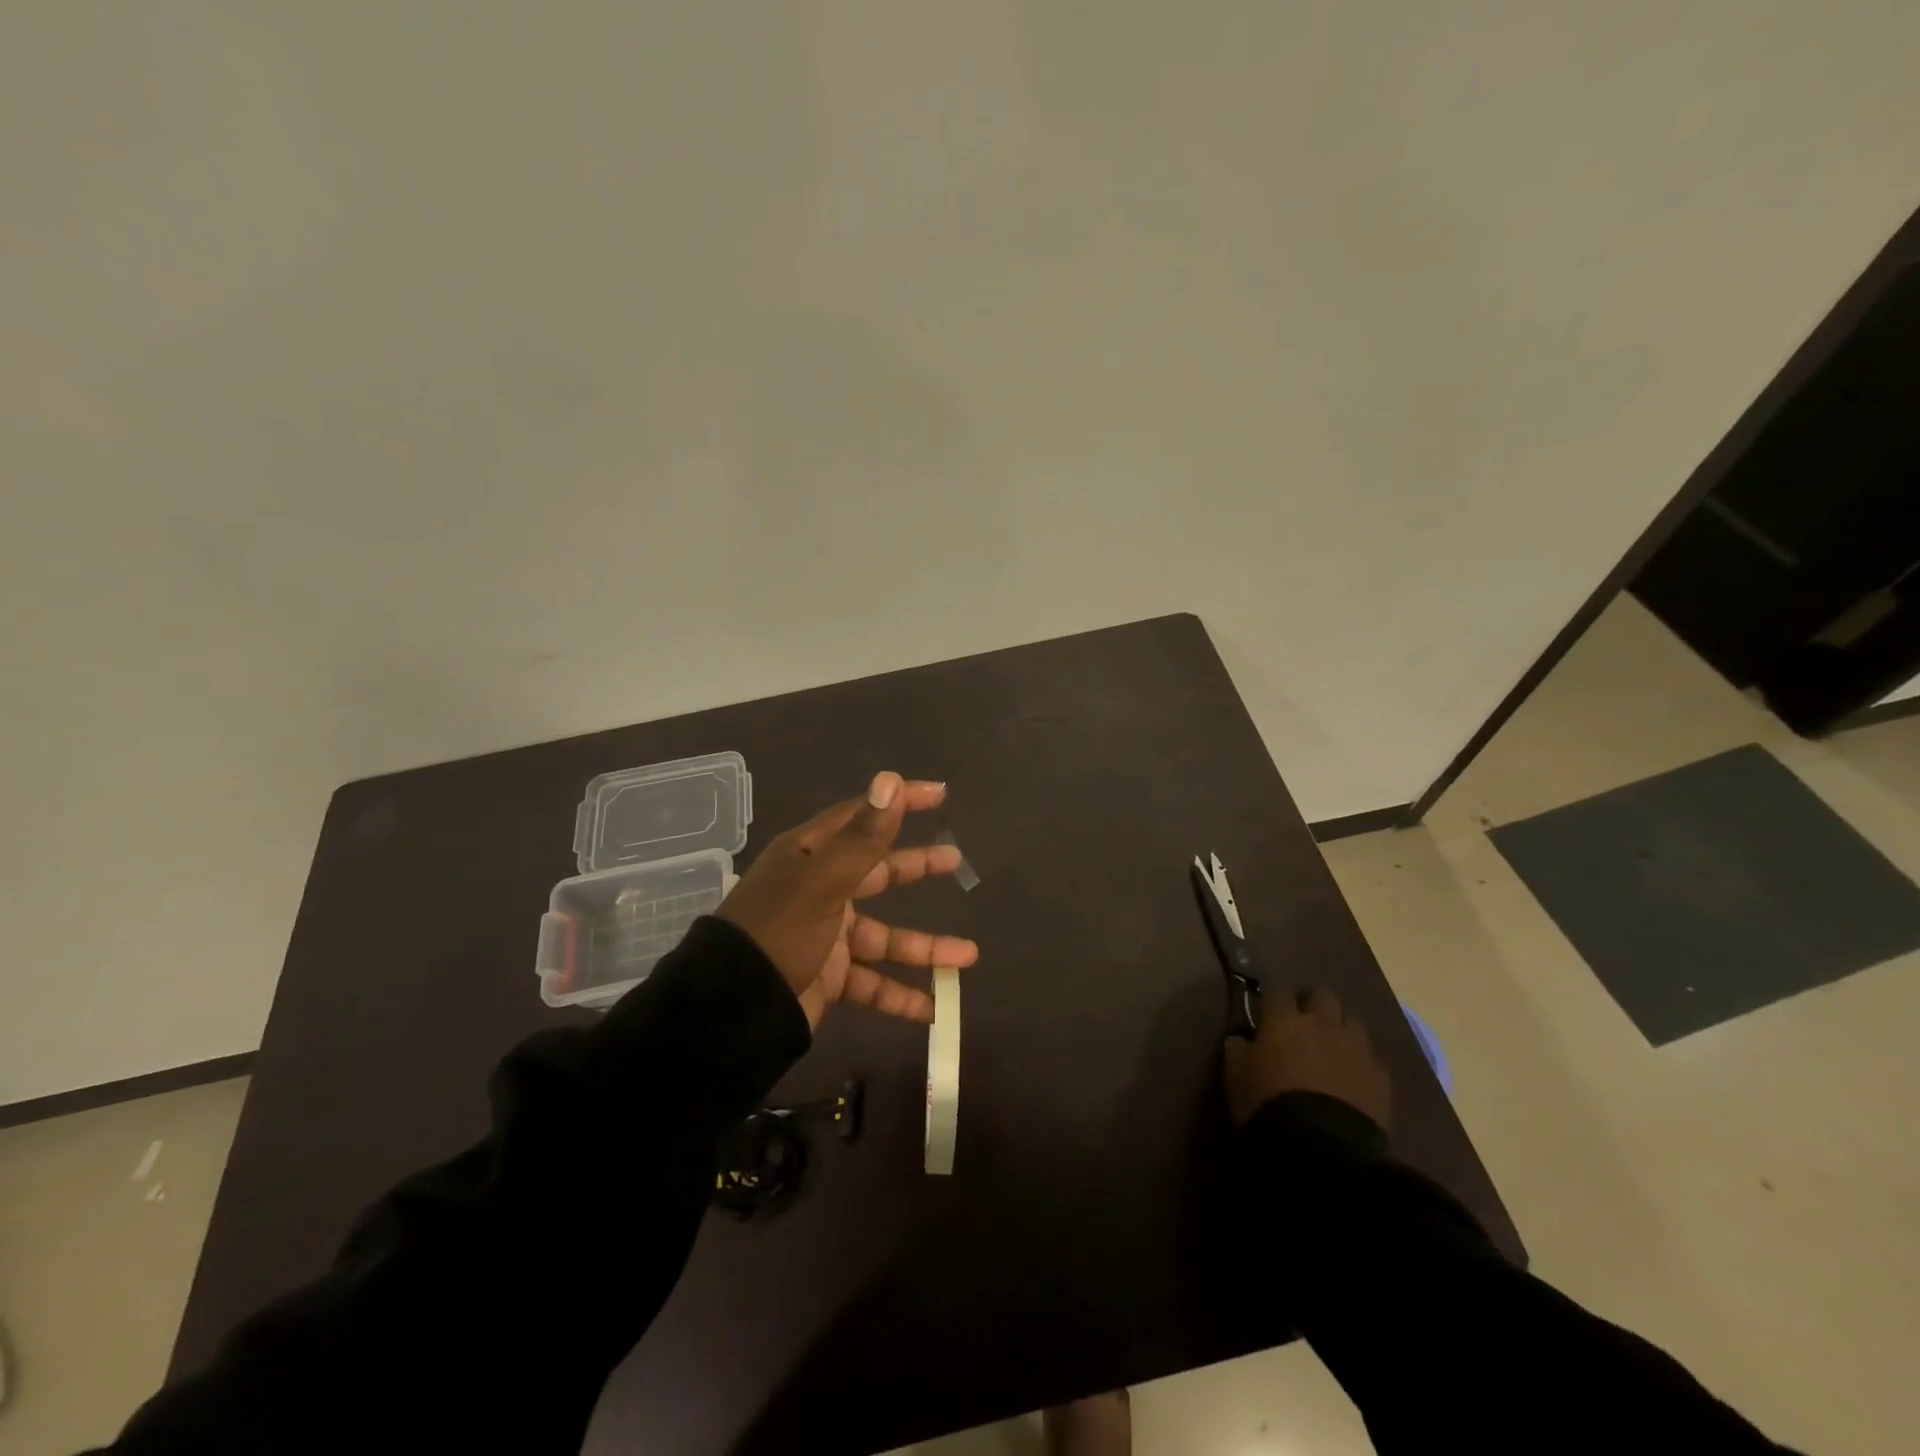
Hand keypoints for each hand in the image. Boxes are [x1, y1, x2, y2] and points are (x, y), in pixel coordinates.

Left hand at [717, 771, 978, 1027]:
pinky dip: (900, 995)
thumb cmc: (779, 931)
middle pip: (878, 873)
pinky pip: (872, 982)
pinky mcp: (828, 976)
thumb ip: (864, 837)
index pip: (861, 817)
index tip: (939, 794)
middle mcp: (819, 889)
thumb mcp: (824, 881)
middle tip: (955, 861)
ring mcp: (825, 935)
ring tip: (968, 957)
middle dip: (917, 869)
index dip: (899, 804)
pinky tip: (932, 1009)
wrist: (731, 1011)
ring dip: (924, 948)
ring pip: (884, 937)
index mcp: (811, 856)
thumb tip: (891, 779)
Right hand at [1222, 988, 1391, 1131]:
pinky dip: (1361, 1066)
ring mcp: (1357, 1050)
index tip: (1266, 1018)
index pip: (1278, 994)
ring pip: (1353, 1023)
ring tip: (1331, 1053)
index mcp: (1285, 1020)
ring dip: (1341, 1032)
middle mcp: (1323, 1025)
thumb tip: (1241, 1040)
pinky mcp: (1381, 1079)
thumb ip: (1238, 1050)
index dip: (1272, 1005)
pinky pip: (1372, 1061)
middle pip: (1323, 996)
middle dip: (1313, 1006)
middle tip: (1302, 1028)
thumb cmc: (1267, 1104)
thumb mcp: (1234, 1075)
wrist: (1320, 1148)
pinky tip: (1352, 1083)